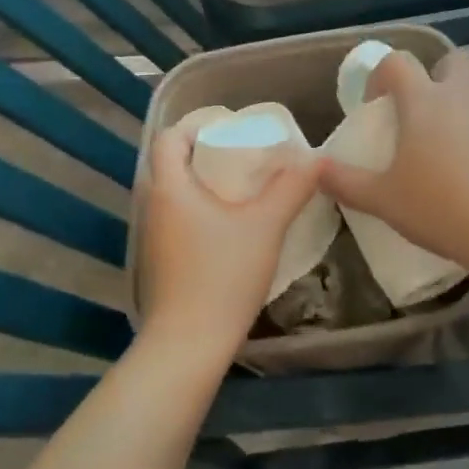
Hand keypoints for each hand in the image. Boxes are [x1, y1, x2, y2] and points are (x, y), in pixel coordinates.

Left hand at [138, 121, 321, 360]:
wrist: (189, 343)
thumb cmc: (223, 275)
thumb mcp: (266, 226)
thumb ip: (291, 188)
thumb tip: (316, 158)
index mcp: (170, 187)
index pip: (169, 137)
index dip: (196, 126)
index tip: (230, 129)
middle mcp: (153, 205)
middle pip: (171, 163)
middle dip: (204, 153)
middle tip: (243, 155)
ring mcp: (153, 236)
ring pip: (174, 192)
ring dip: (202, 183)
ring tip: (242, 186)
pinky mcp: (160, 260)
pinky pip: (176, 218)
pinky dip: (199, 209)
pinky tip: (229, 225)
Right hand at [319, 50, 468, 277]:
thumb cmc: (441, 208)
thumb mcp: (384, 201)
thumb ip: (346, 182)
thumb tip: (316, 170)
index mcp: (426, 102)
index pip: (398, 62)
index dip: (381, 74)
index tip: (376, 104)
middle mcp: (466, 97)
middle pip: (455, 60)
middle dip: (439, 75)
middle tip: (426, 115)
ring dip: (466, 115)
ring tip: (457, 161)